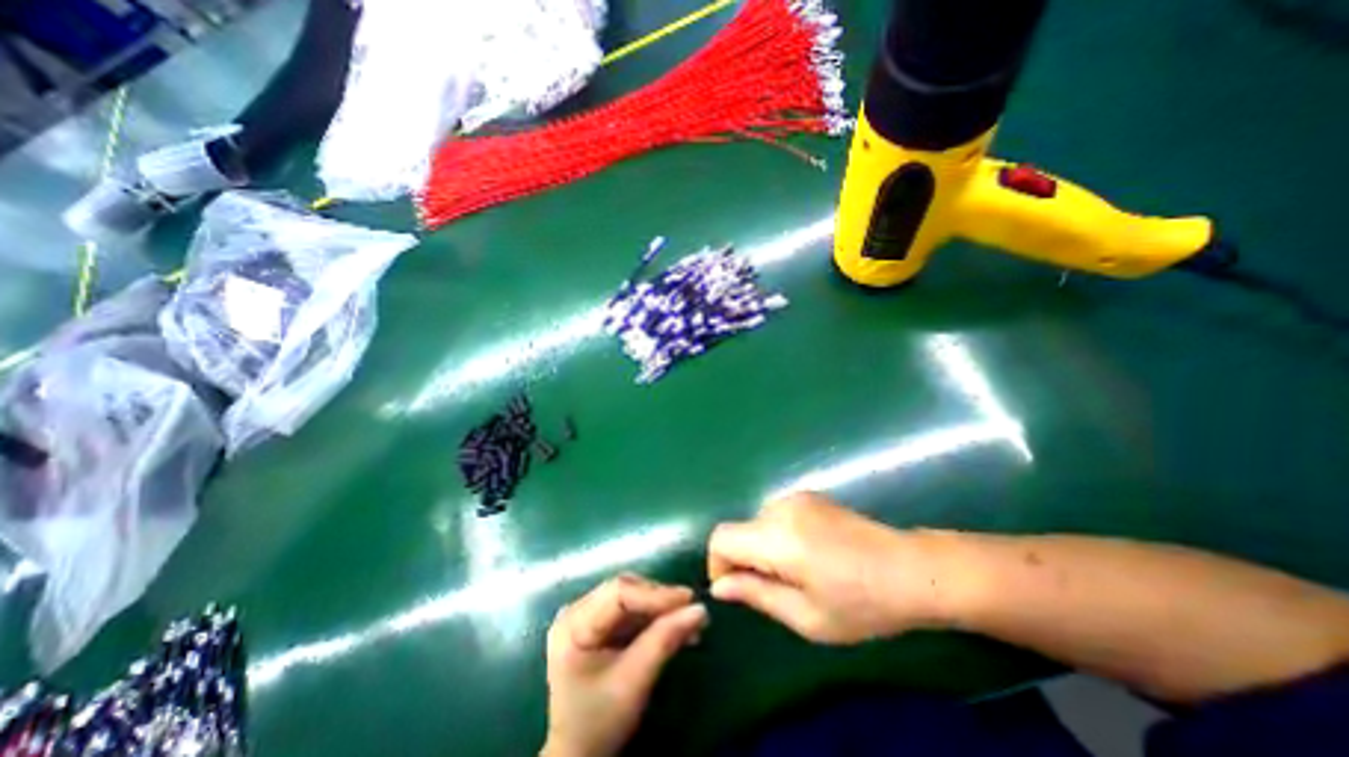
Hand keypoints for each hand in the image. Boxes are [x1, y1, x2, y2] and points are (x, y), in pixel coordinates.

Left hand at [543, 573, 705, 756]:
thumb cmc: (598, 723)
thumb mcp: (632, 683)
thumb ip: (664, 641)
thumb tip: (700, 609)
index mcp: (573, 623)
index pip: (618, 593)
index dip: (655, 593)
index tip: (689, 599)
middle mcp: (576, 611)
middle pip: (625, 591)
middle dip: (660, 600)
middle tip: (692, 610)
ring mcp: (585, 616)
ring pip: (631, 598)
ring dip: (660, 609)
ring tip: (689, 622)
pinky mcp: (597, 625)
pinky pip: (630, 612)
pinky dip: (653, 619)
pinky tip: (674, 628)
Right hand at [707, 490, 947, 642]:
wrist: (912, 568)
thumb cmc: (862, 603)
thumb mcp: (807, 617)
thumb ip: (756, 595)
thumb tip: (719, 587)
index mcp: (777, 537)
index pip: (721, 538)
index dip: (718, 565)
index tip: (738, 590)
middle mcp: (781, 507)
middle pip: (739, 530)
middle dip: (744, 560)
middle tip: (775, 590)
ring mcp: (797, 497)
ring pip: (757, 523)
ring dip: (762, 547)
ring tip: (797, 573)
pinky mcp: (810, 495)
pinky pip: (776, 515)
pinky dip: (778, 535)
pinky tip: (810, 554)